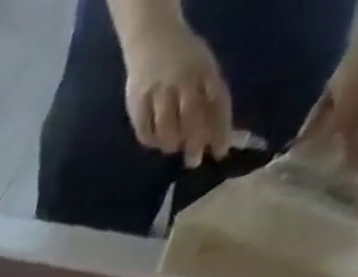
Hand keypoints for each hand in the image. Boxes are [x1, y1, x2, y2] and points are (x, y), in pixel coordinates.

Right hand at [116, 11, 232, 167]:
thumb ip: (209, 96)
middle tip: (194, 161)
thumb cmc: (182, 56)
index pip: (216, 101)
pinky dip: (150, 140)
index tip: (221, 151)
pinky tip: (155, 142)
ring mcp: (158, 89)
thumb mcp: (203, 68)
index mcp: (204, 69)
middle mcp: (183, 78)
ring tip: (173, 148)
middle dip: (195, 141)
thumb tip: (216, 133)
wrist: (151, 36)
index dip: (220, 128)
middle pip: (191, 116)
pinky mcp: (136, 100)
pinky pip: (143, 129)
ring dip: (171, 142)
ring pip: (165, 126)